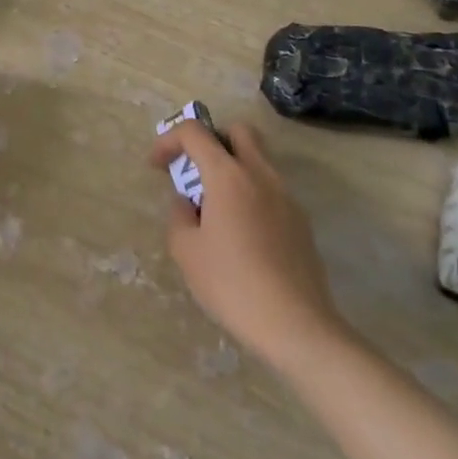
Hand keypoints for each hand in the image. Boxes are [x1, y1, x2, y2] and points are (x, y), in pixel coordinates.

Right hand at [151, 120, 350, 372]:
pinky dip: (250, 194)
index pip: (195, 132)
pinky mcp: (301, 222)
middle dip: (212, 140)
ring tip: (213, 207)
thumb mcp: (186, 250)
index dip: (169, 140)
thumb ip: (179, 215)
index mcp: (228, 176)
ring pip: (258, 160)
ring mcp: (286, 198)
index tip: (156, 166)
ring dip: (232, 169)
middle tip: (194, 169)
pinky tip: (240, 234)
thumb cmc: (232, 284)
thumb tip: (188, 203)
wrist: (296, 326)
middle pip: (238, 131)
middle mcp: (261, 176)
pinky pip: (270, 190)